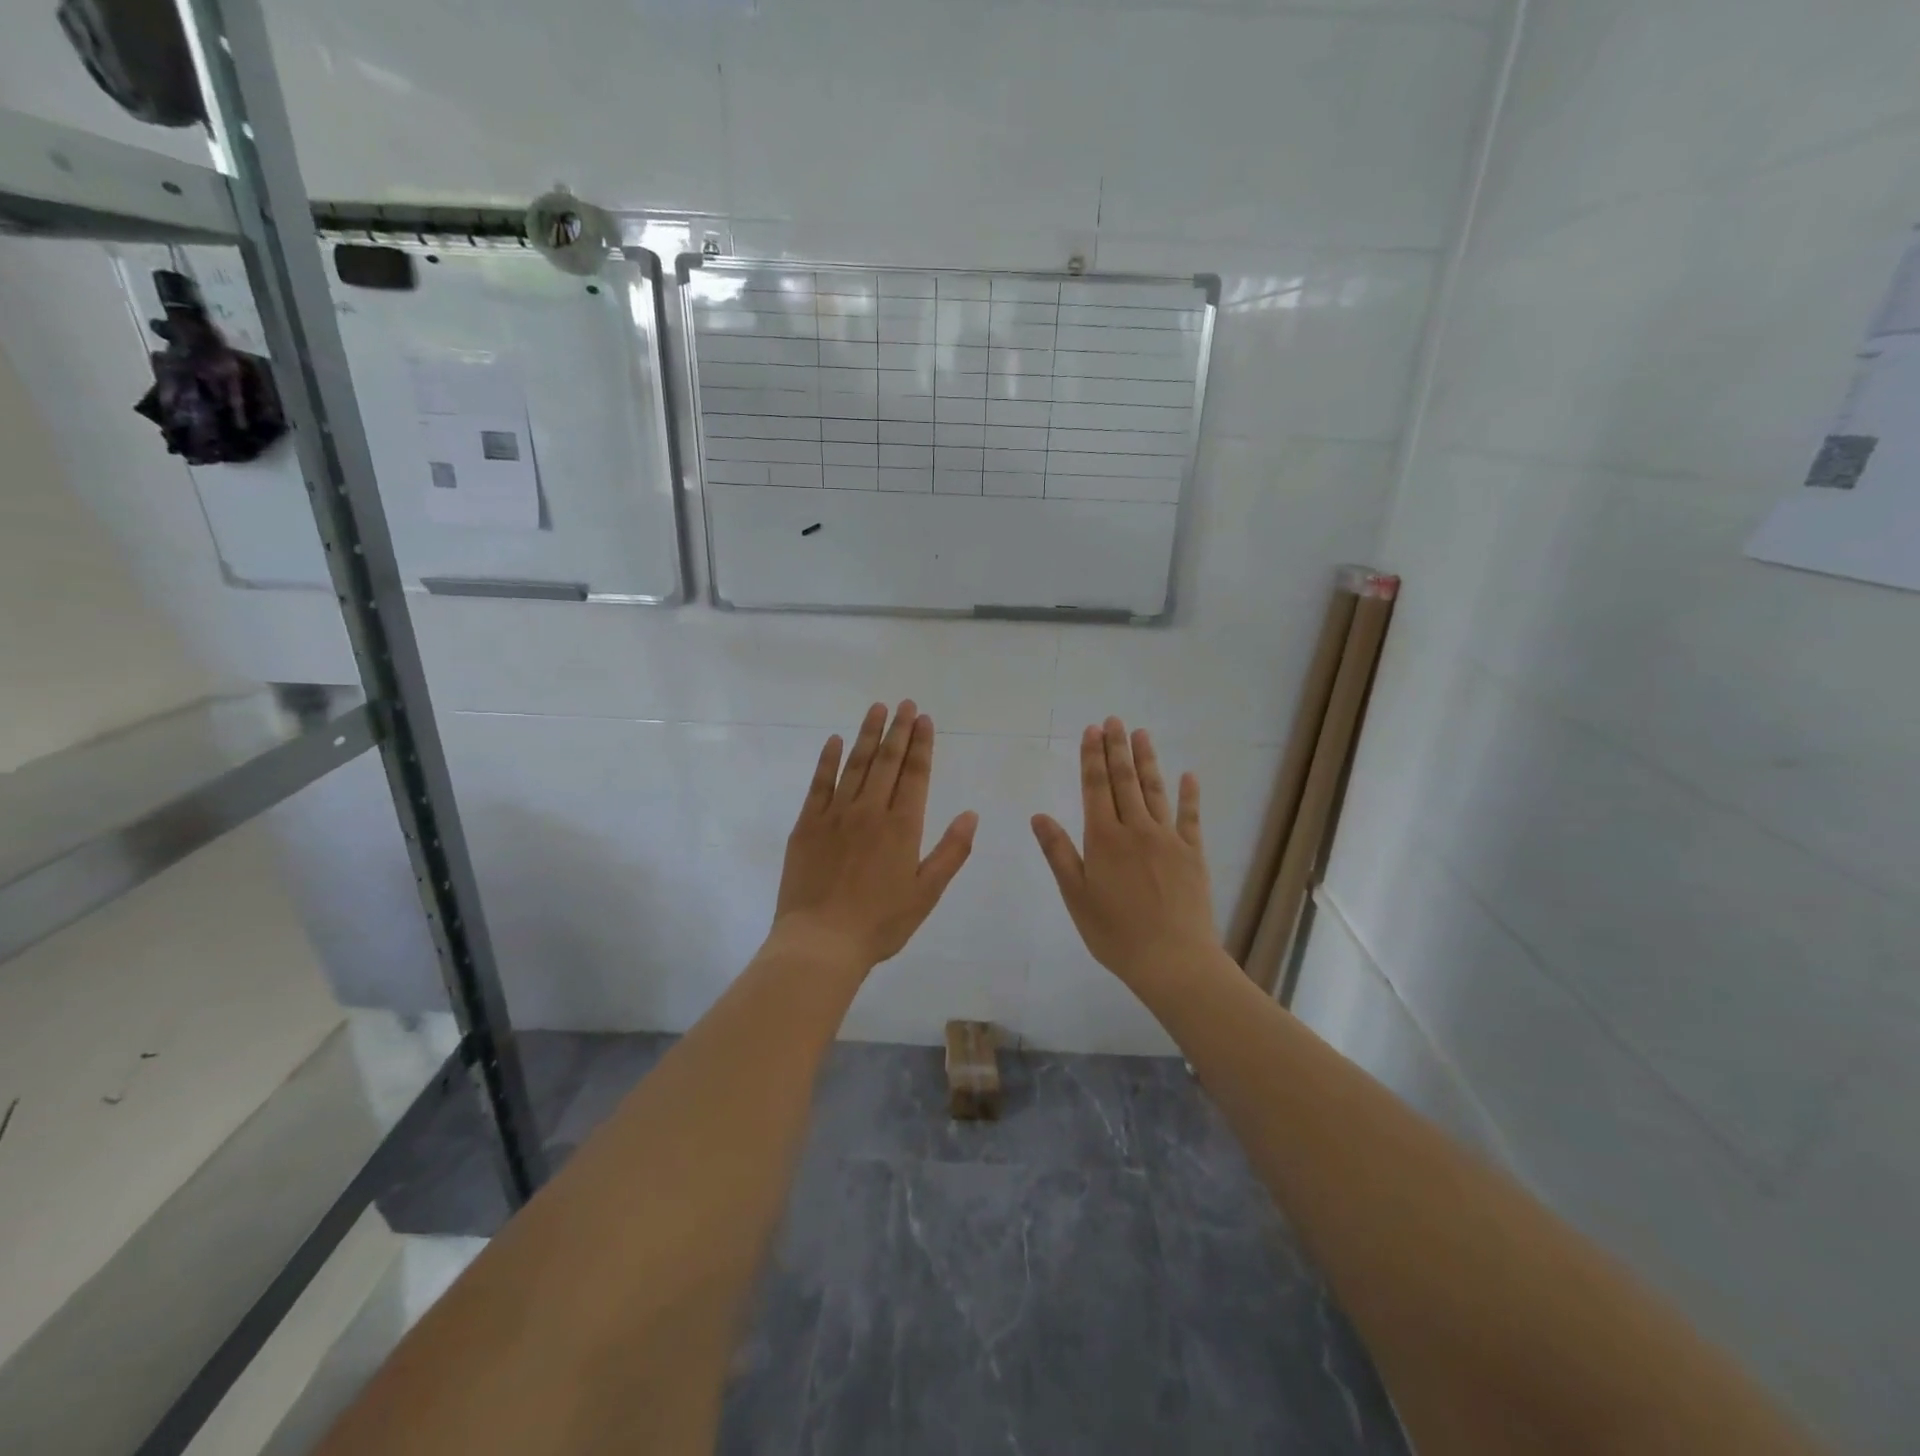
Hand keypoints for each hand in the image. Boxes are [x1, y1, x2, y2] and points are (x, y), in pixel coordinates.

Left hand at [772, 700, 978, 969]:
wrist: (821, 941)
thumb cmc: (880, 923)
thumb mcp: (927, 893)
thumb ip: (951, 852)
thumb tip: (971, 814)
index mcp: (902, 827)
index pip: (915, 775)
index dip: (922, 745)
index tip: (924, 719)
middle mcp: (870, 811)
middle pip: (886, 761)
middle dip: (898, 730)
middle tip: (905, 704)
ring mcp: (835, 815)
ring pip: (854, 765)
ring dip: (867, 734)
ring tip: (876, 708)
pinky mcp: (807, 824)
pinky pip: (819, 784)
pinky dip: (828, 760)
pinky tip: (834, 741)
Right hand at [1032, 718, 1217, 988]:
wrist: (1174, 960)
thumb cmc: (1115, 933)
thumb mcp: (1076, 896)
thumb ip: (1059, 853)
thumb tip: (1039, 815)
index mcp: (1104, 840)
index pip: (1096, 788)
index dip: (1092, 758)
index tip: (1091, 731)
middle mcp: (1137, 830)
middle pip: (1125, 781)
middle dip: (1117, 749)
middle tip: (1114, 720)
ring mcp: (1169, 840)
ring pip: (1155, 791)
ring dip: (1147, 761)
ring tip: (1142, 734)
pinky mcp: (1193, 854)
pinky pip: (1191, 817)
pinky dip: (1190, 795)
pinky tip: (1188, 776)